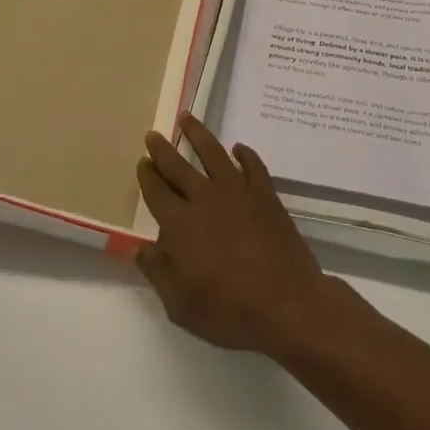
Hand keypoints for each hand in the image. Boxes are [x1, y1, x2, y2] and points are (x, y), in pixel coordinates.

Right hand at [134, 114, 346, 356]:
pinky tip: (238, 148)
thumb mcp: (181, 305)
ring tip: (187, 118)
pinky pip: (253, 166)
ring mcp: (238, 192)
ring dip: (198, 134)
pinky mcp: (266, 195)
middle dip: (163, 150)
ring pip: (213, 153)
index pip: (156, 193)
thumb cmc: (229, 311)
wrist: (288, 304)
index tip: (142, 163)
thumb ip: (158, 273)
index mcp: (180, 225)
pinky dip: (245, 154)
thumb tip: (142, 248)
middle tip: (153, 134)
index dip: (147, 177)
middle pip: (178, 167)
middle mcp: (205, 199)